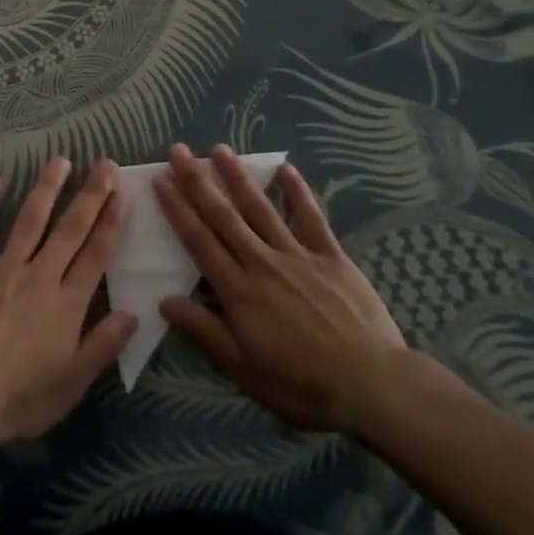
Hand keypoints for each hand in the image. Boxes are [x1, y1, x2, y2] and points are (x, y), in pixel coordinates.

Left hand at [0, 157, 136, 445]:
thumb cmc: (19, 398)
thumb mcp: (71, 384)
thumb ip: (102, 346)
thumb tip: (133, 313)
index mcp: (66, 304)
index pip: (96, 255)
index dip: (111, 222)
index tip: (122, 193)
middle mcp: (39, 276)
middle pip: (70, 229)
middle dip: (90, 195)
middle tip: (104, 163)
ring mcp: (2, 268)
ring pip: (30, 220)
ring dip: (46, 188)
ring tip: (60, 160)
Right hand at [154, 143, 406, 434]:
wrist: (373, 386)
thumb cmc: (302, 384)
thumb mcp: (244, 369)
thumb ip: (204, 332)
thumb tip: (164, 300)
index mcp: (239, 290)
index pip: (199, 241)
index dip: (177, 209)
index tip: (160, 180)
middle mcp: (262, 262)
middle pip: (224, 216)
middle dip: (198, 181)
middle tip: (179, 150)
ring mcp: (298, 255)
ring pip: (261, 208)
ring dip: (238, 177)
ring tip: (219, 149)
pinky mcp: (331, 257)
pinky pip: (312, 218)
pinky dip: (298, 192)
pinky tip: (285, 168)